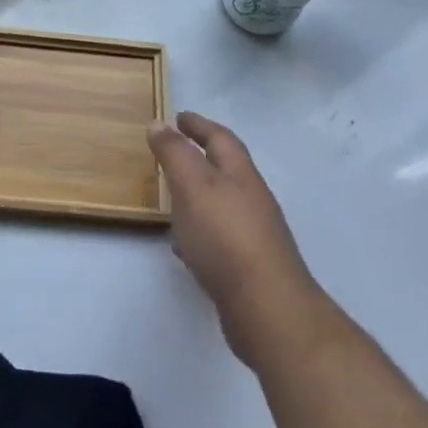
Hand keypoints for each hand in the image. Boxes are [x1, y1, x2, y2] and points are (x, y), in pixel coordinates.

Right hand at [148, 112, 325, 369]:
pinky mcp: (248, 268)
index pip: (221, 138)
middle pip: (225, 170)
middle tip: (172, 152)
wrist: (268, 310)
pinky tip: (182, 245)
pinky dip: (198, 231)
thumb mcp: (193, 186)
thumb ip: (175, 154)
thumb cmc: (226, 237)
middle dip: (200, 158)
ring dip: (198, 195)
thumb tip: (159, 123)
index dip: (199, 125)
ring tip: (171, 196)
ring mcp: (253, 235)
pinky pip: (218, 238)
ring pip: (221, 204)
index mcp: (241, 175)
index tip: (178, 116)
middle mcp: (252, 200)